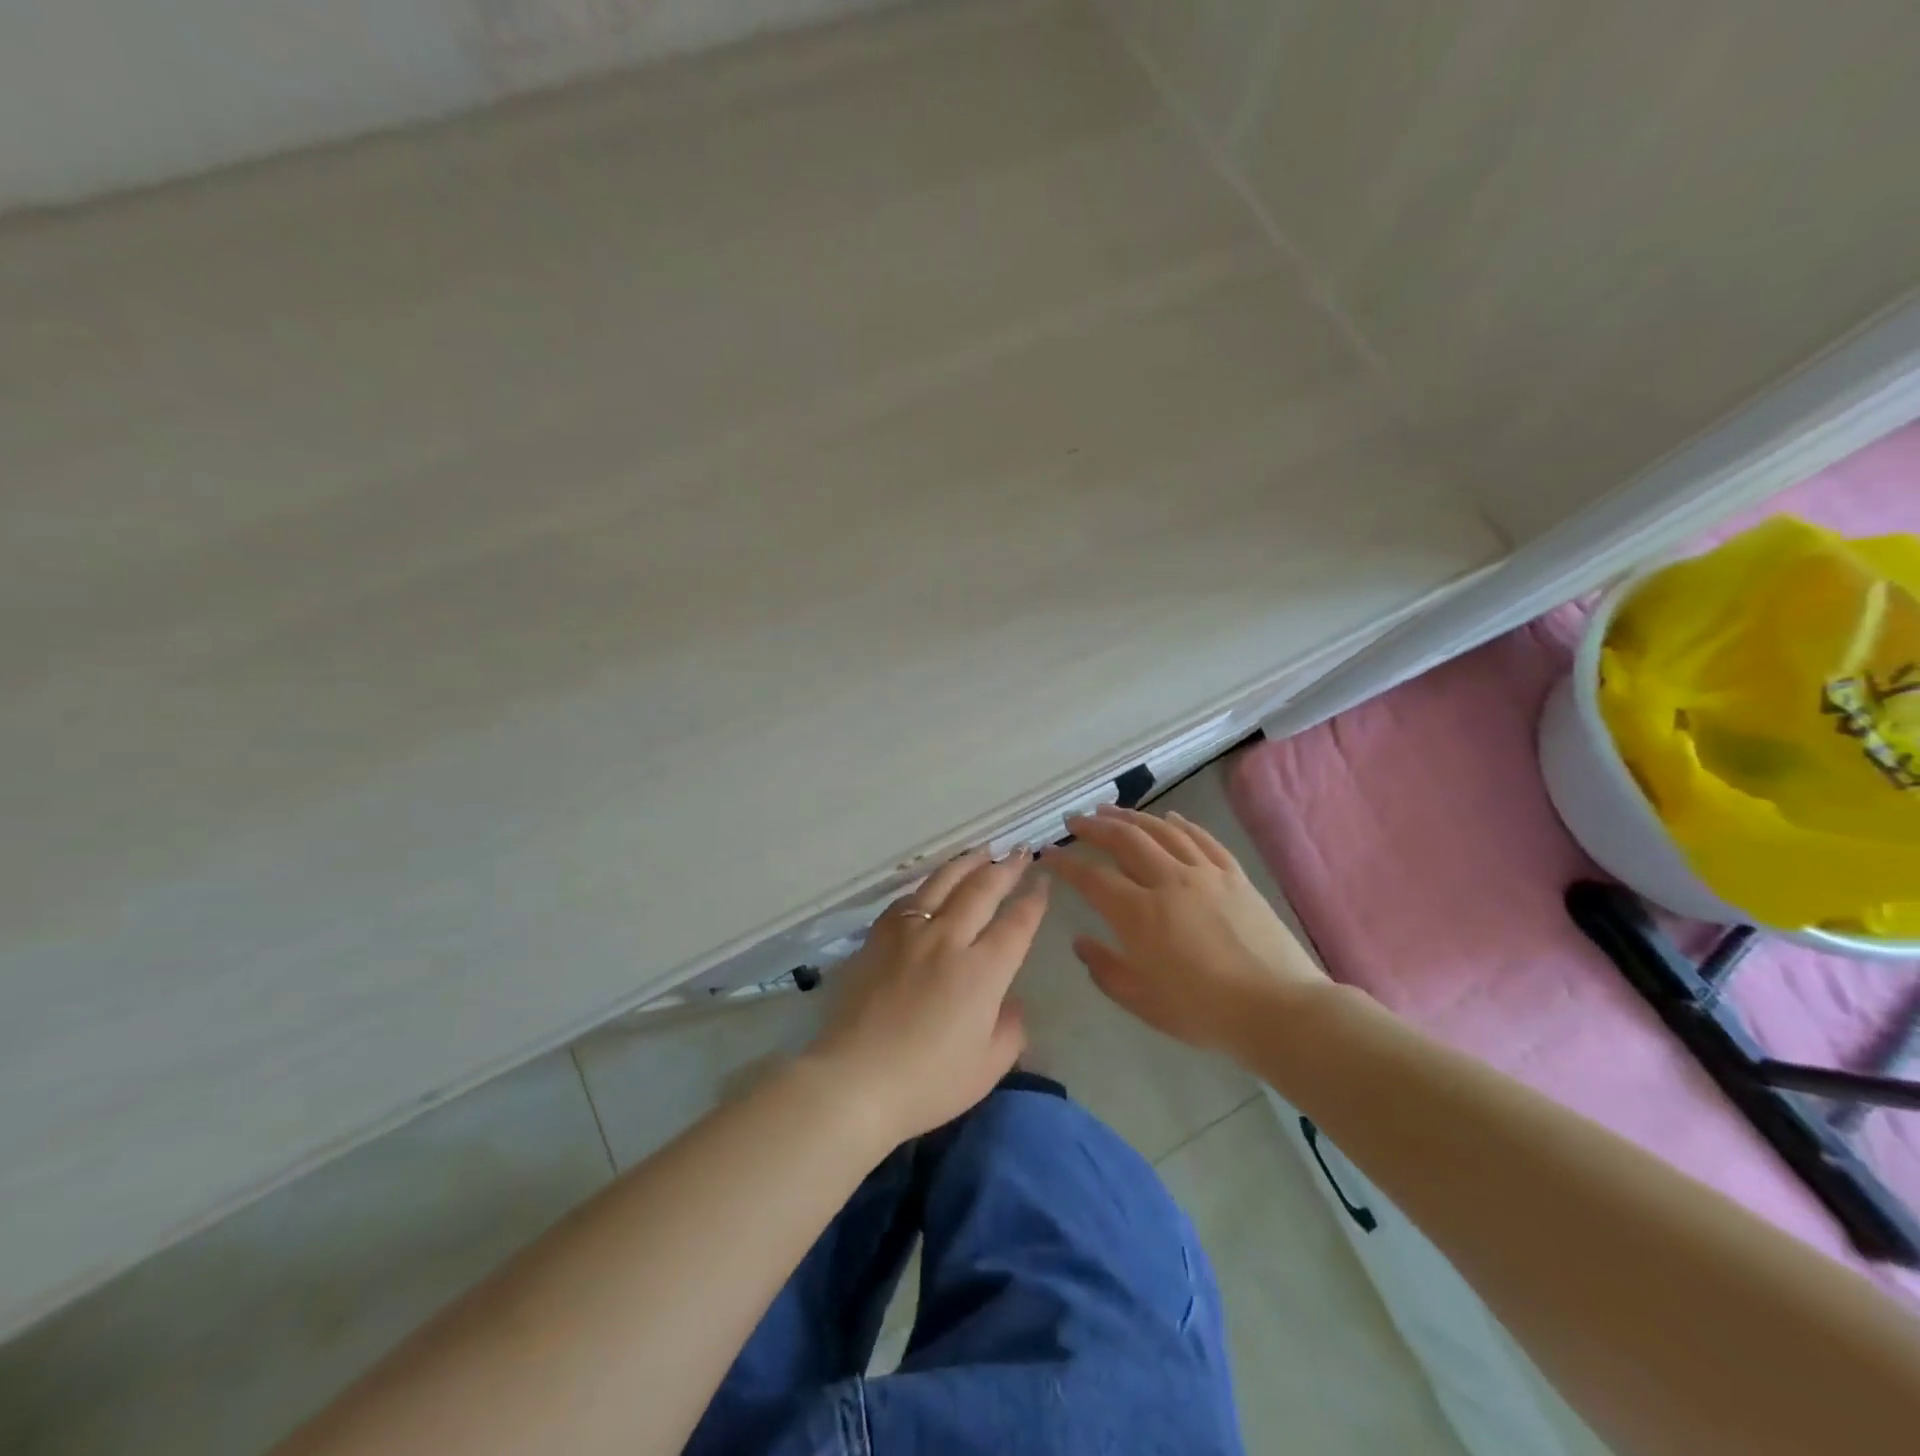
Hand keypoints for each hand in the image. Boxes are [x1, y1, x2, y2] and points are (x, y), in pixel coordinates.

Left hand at [806, 848, 1048, 1146]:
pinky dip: (928, 884)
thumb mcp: (987, 1067)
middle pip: (983, 890)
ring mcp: (910, 933)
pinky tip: (933, 883)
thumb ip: (1010, 1030)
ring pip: (944, 883)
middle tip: (1020, 851)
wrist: (854, 1080)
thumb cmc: (927, 1082)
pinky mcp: (878, 937)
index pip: (1016, 923)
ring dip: (968, 863)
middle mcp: (948, 939)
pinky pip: (907, 899)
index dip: (1033, 899)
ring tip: (984, 851)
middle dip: (1006, 868)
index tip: (1043, 881)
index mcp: (982, 971)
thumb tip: (1011, 1002)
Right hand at [1051, 805, 1327, 1057]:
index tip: (1048, 853)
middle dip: (1094, 827)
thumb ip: (1105, 969)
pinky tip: (1169, 817)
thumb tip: (1080, 942)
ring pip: (1162, 831)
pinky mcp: (1234, 876)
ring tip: (1110, 810)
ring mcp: (1205, 874)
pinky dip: (1181, 823)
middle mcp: (1169, 882)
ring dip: (1131, 817)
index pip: (1091, 878)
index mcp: (1140, 915)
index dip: (1065, 863)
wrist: (1278, 1010)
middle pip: (1125, 840)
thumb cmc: (1204, 1013)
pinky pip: (1202, 839)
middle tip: (1074, 820)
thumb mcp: (1143, 1001)